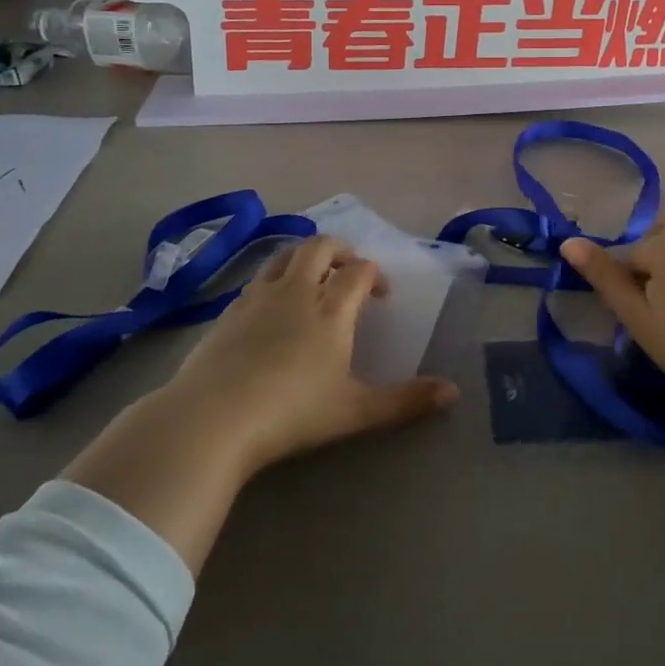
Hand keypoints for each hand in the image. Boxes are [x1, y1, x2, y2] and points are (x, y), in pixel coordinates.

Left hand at [66, 236, 458, 569]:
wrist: (211, 419)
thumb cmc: (291, 413)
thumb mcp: (355, 412)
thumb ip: (405, 401)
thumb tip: (453, 393)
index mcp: (331, 308)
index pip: (359, 271)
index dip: (375, 275)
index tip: (381, 295)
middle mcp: (297, 291)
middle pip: (320, 246)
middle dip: (341, 250)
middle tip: (349, 271)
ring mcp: (258, 297)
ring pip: (285, 255)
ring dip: (305, 256)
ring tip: (313, 277)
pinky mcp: (229, 310)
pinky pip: (259, 278)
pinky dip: (275, 278)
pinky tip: (273, 306)